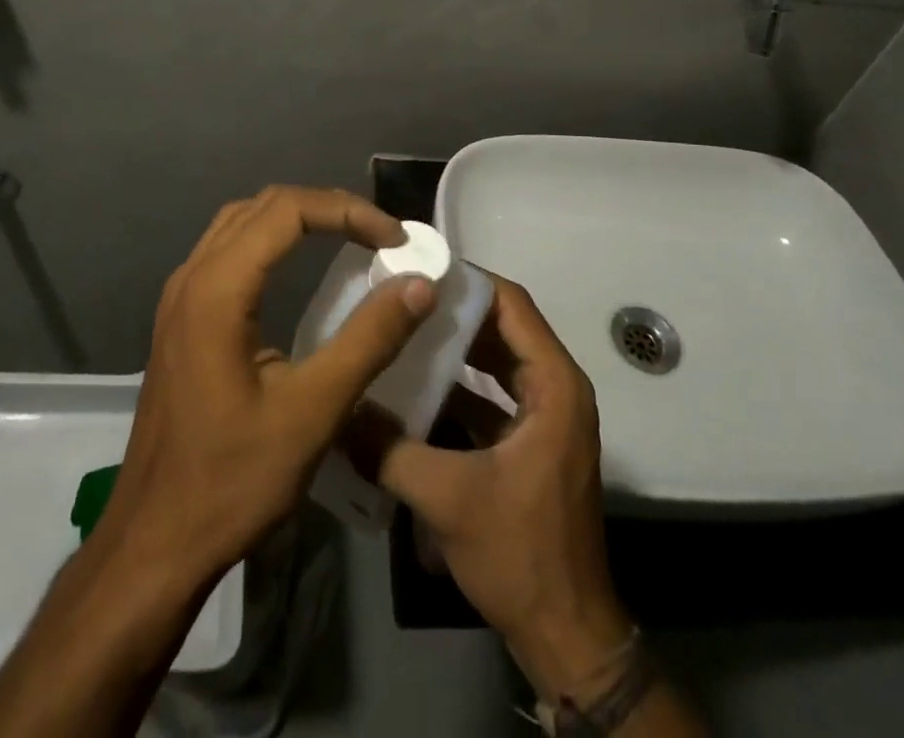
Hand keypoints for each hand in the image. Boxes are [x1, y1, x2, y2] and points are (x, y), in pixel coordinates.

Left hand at [95, 186, 436, 591]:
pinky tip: (299, 267)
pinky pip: (229, 248)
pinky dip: (273, 240)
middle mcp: (192, 275)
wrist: (153, 543)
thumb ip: (368, 340)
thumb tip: (419, 283)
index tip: (396, 239)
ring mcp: (180, 296)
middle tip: (380, 236)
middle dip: (328, 208)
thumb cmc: (232, 480)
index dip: (348, 211)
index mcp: (217, 288)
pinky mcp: (181, 318)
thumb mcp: (313, 413)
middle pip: (265, 205)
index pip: (288, 209)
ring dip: (298, 218)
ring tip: (349, 239)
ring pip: (243, 221)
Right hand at [372, 276, 632, 701]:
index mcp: (554, 385)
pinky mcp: (531, 442)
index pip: (512, 305)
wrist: (566, 634)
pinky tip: (413, 387)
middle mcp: (556, 389)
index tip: (420, 269)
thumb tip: (338, 410)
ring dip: (455, 347)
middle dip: (454, 311)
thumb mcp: (447, 497)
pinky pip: (493, 394)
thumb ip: (388, 448)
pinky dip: (459, 385)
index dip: (469, 281)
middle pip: (504, 327)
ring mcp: (546, 417)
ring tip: (402, 331)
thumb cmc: (520, 552)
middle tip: (402, 296)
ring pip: (497, 360)